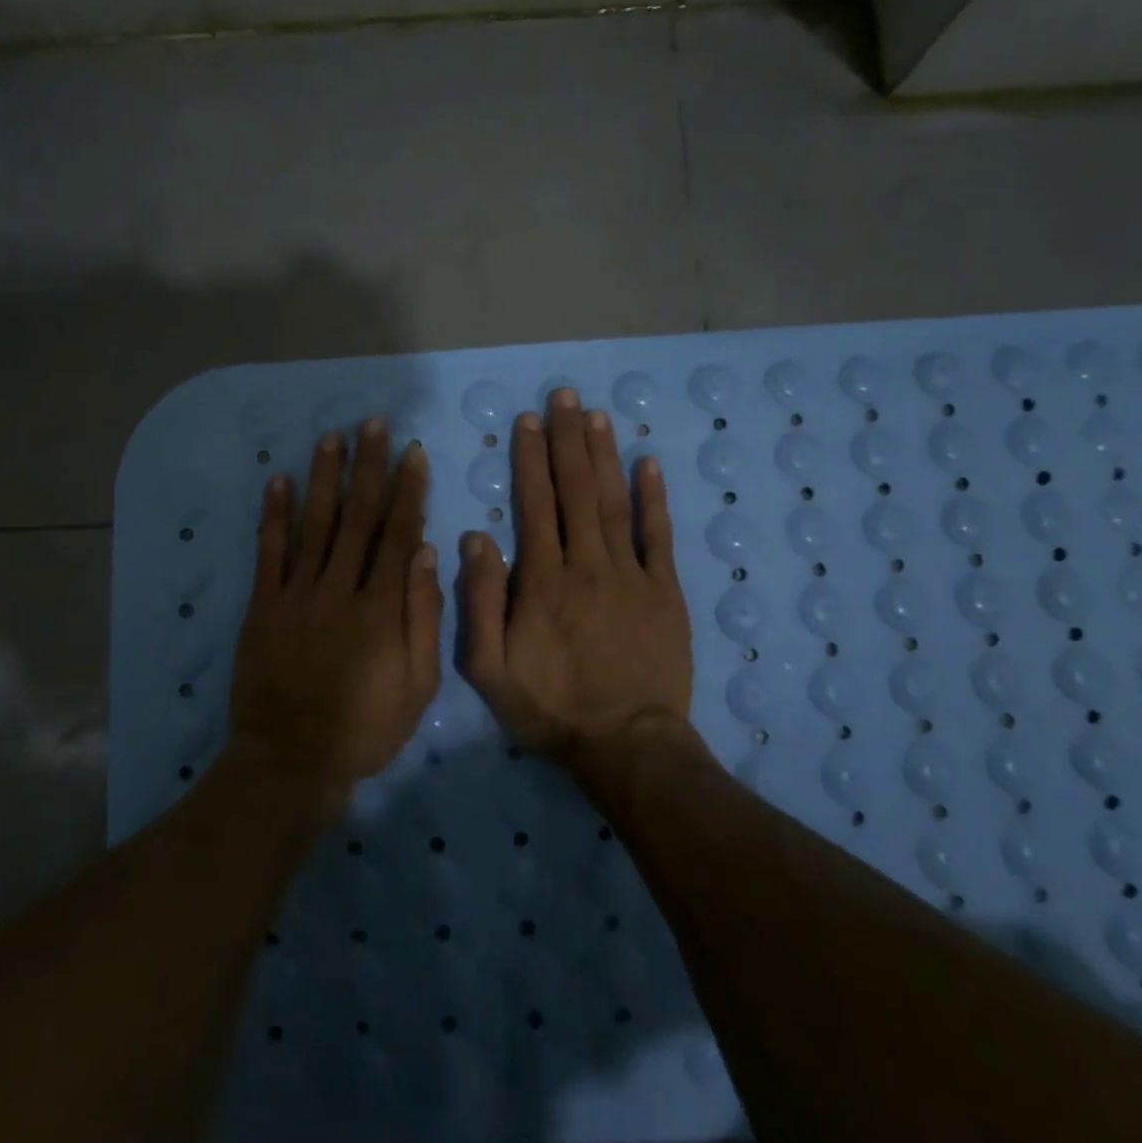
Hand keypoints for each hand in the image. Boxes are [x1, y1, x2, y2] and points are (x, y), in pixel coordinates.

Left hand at [229, 419, 441, 810]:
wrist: (291, 760)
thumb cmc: (365, 727)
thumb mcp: (417, 685)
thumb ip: (422, 618)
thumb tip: (425, 554)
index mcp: (381, 608)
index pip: (398, 534)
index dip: (407, 490)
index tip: (412, 452)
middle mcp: (339, 589)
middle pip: (357, 517)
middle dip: (368, 467)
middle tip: (373, 424)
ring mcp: (296, 595)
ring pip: (314, 524)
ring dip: (324, 478)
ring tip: (332, 438)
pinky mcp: (262, 607)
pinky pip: (268, 553)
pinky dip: (273, 515)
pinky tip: (279, 481)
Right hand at [460, 389, 698, 785]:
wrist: (626, 745)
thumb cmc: (551, 708)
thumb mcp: (489, 669)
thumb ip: (480, 602)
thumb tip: (476, 538)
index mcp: (542, 580)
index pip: (535, 504)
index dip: (530, 459)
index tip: (528, 421)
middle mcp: (586, 564)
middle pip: (576, 490)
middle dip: (567, 440)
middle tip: (564, 397)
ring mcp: (631, 574)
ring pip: (614, 502)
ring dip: (605, 456)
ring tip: (596, 416)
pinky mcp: (665, 590)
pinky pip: (659, 535)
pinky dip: (655, 497)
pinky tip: (649, 464)